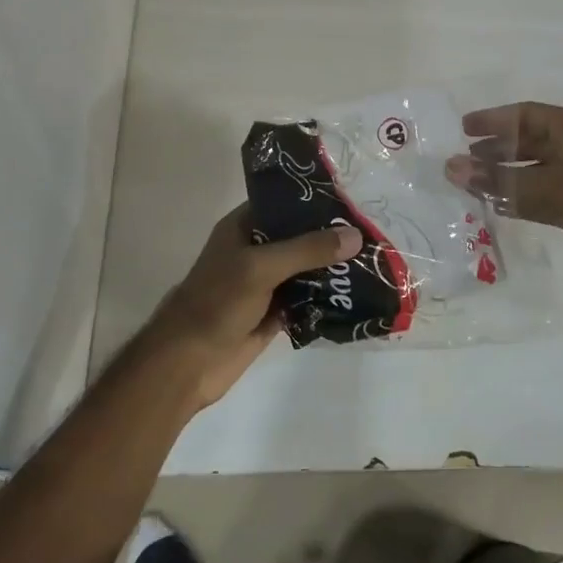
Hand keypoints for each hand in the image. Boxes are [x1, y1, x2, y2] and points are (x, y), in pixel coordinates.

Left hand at [140, 207, 362, 409]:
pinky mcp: (274, 314)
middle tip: (372, 232)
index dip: (313, 200)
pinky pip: (306, 300)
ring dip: (332, 268)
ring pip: (305, 269)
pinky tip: (358, 295)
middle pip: (298, 237)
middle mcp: (255, 250)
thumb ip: (307, 250)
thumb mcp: (261, 267)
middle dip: (330, 236)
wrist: (189, 363)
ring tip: (373, 261)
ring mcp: (265, 283)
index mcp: (244, 228)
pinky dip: (327, 298)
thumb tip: (355, 235)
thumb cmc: (217, 302)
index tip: (350, 200)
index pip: (283, 203)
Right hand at [447, 102, 562, 294]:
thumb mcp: (552, 190)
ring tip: (473, 183)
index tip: (462, 129)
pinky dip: (521, 196)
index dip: (492, 120)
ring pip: (534, 168)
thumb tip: (450, 167)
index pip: (525, 115)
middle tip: (463, 159)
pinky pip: (544, 192)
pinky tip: (500, 206)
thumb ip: (500, 181)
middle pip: (528, 140)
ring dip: (506, 175)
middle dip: (496, 149)